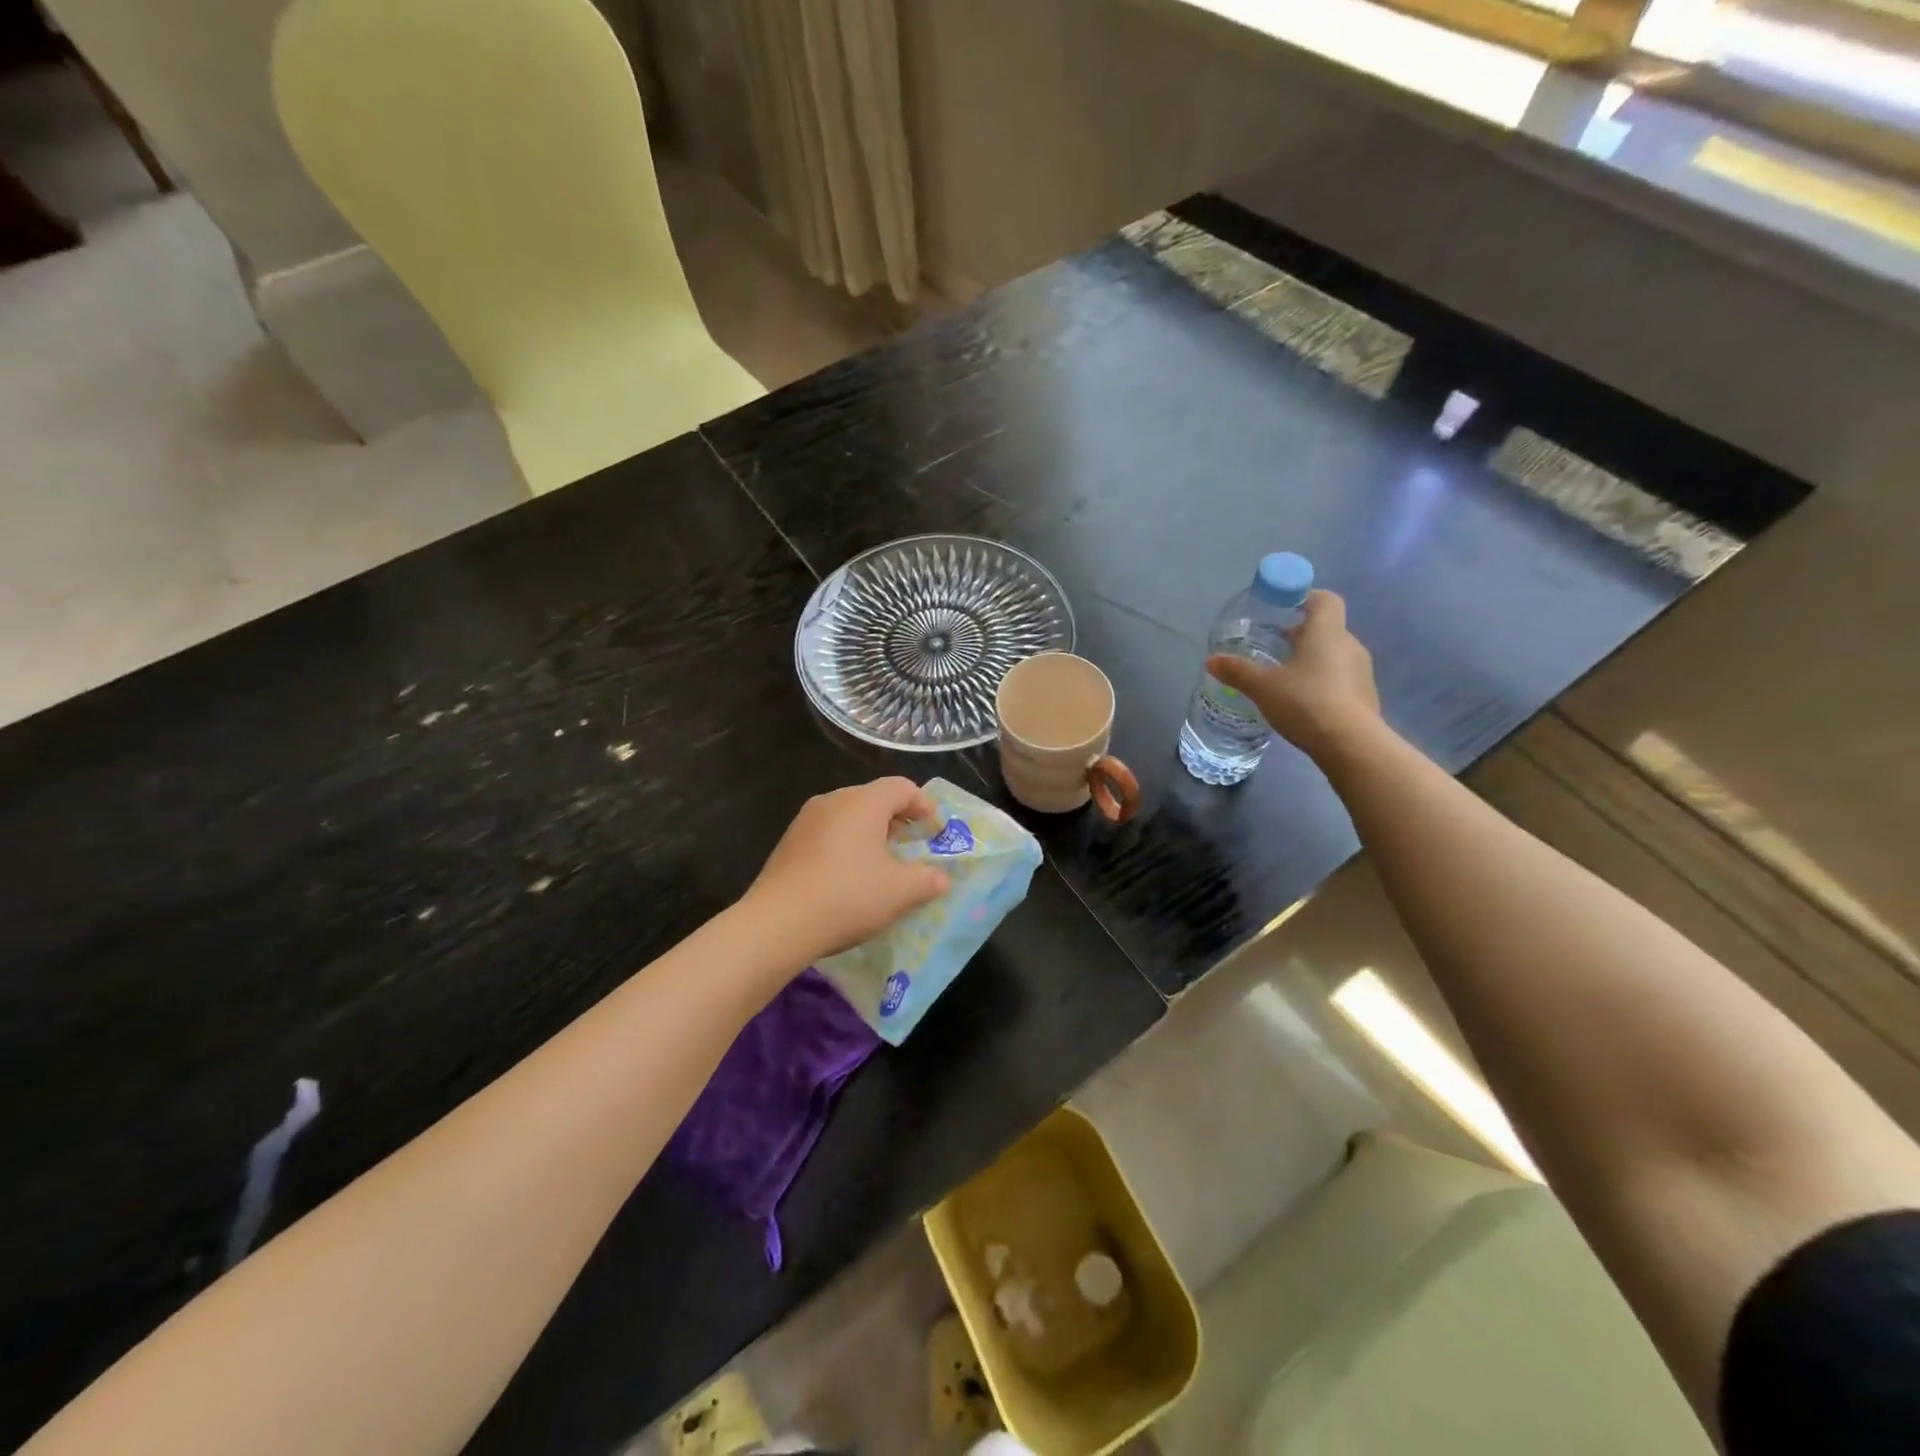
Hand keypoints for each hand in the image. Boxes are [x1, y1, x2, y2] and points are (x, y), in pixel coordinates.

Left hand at [743, 778, 952, 964]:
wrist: (777, 924)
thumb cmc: (847, 896)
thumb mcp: (900, 892)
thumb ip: (928, 880)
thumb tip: (941, 878)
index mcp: (863, 802)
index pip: (902, 787)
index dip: (925, 806)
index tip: (935, 832)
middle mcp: (833, 800)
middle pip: (874, 798)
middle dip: (898, 820)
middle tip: (911, 848)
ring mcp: (806, 820)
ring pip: (849, 815)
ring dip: (870, 834)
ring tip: (881, 865)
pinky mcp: (788, 842)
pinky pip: (828, 833)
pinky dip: (846, 846)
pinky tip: (848, 877)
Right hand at [1208, 589, 1380, 763]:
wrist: (1350, 744)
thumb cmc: (1305, 702)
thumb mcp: (1263, 687)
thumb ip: (1237, 671)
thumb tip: (1211, 660)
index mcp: (1326, 632)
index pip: (1324, 599)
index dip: (1305, 597)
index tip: (1283, 608)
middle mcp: (1349, 645)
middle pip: (1326, 628)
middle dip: (1301, 634)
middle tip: (1274, 647)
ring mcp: (1361, 672)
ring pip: (1334, 655)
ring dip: (1312, 660)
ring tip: (1285, 678)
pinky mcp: (1365, 696)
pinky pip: (1341, 679)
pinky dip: (1323, 683)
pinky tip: (1303, 702)